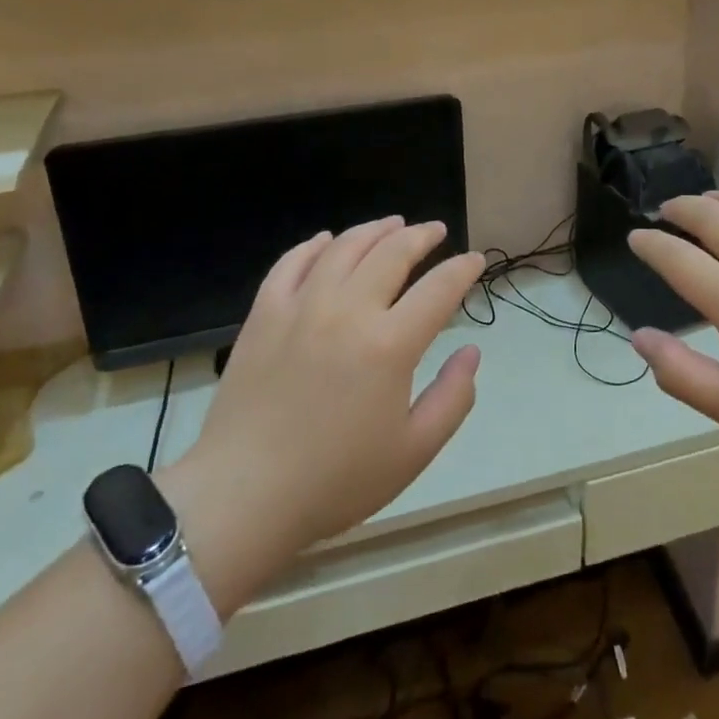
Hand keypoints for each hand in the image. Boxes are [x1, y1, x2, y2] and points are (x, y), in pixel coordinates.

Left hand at [158, 218, 485, 614]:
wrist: (244, 495)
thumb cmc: (336, 480)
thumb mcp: (414, 451)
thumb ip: (453, 398)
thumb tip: (471, 351)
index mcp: (390, 344)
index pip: (439, 288)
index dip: (462, 269)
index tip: (474, 259)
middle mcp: (348, 310)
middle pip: (392, 253)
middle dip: (421, 236)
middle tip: (435, 231)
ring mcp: (301, 307)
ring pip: (344, 248)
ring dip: (374, 230)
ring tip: (392, 223)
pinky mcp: (264, 314)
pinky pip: (291, 263)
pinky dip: (313, 246)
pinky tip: (327, 241)